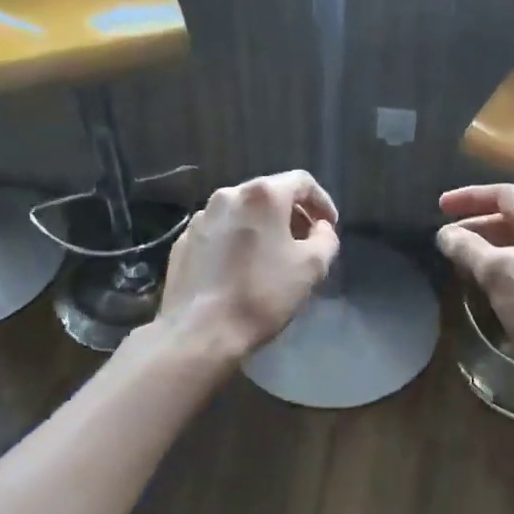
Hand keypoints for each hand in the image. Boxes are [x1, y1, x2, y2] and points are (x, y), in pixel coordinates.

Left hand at [160, 171, 340, 360]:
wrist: (199, 331)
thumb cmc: (262, 295)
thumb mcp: (312, 267)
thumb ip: (326, 239)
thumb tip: (320, 228)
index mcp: (262, 196)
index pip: (302, 182)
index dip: (322, 202)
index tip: (329, 227)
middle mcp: (228, 195)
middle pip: (270, 194)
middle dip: (293, 214)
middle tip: (306, 243)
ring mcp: (201, 217)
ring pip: (242, 212)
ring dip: (264, 227)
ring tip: (274, 256)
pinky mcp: (183, 240)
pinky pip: (220, 231)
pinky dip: (237, 240)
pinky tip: (242, 269)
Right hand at [436, 183, 513, 380]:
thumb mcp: (498, 274)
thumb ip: (468, 248)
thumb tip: (446, 234)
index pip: (504, 194)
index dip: (469, 197)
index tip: (441, 207)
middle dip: (477, 227)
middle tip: (448, 242)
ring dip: (490, 250)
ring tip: (464, 265)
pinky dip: (507, 269)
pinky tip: (492, 289)